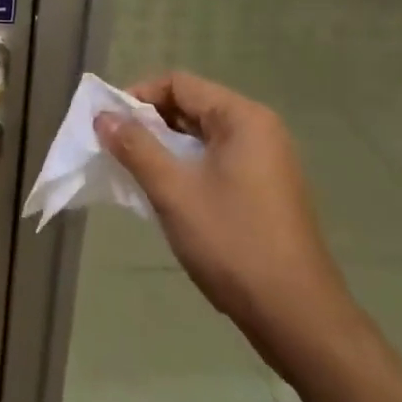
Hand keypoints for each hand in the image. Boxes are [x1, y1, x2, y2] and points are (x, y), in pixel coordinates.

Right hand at [94, 71, 355, 371]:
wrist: (298, 318)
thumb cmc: (233, 244)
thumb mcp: (174, 192)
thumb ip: (136, 147)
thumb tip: (104, 116)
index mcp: (242, 118)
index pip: (179, 84)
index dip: (139, 97)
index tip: (109, 124)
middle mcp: (259, 129)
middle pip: (192, 106)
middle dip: (151, 124)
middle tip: (118, 150)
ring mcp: (268, 161)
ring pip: (203, 136)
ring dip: (168, 148)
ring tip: (138, 174)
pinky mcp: (268, 190)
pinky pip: (219, 161)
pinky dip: (190, 168)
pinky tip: (171, 196)